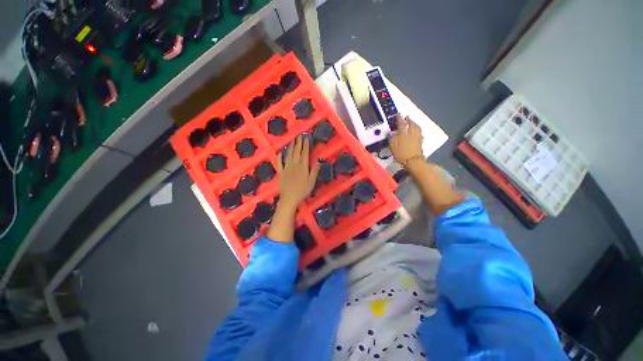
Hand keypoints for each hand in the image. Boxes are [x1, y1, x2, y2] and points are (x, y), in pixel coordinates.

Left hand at [275, 135, 320, 209]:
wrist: (289, 198)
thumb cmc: (302, 191)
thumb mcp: (311, 181)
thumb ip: (314, 170)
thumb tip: (319, 159)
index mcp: (302, 167)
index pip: (304, 153)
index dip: (306, 145)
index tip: (306, 138)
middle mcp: (294, 165)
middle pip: (296, 152)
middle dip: (298, 143)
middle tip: (299, 135)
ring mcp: (286, 168)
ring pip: (288, 155)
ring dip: (290, 147)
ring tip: (292, 140)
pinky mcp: (280, 172)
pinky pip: (279, 162)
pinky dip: (279, 156)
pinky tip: (280, 152)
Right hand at [389, 114, 423, 165]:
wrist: (414, 162)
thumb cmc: (401, 155)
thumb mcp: (393, 148)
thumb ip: (392, 139)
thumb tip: (391, 133)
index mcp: (403, 134)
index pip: (401, 124)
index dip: (399, 119)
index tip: (398, 114)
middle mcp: (411, 134)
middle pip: (411, 124)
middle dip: (409, 120)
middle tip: (407, 117)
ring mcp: (417, 137)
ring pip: (416, 127)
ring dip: (414, 123)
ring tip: (412, 122)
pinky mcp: (420, 142)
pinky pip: (419, 132)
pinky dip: (418, 129)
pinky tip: (417, 130)